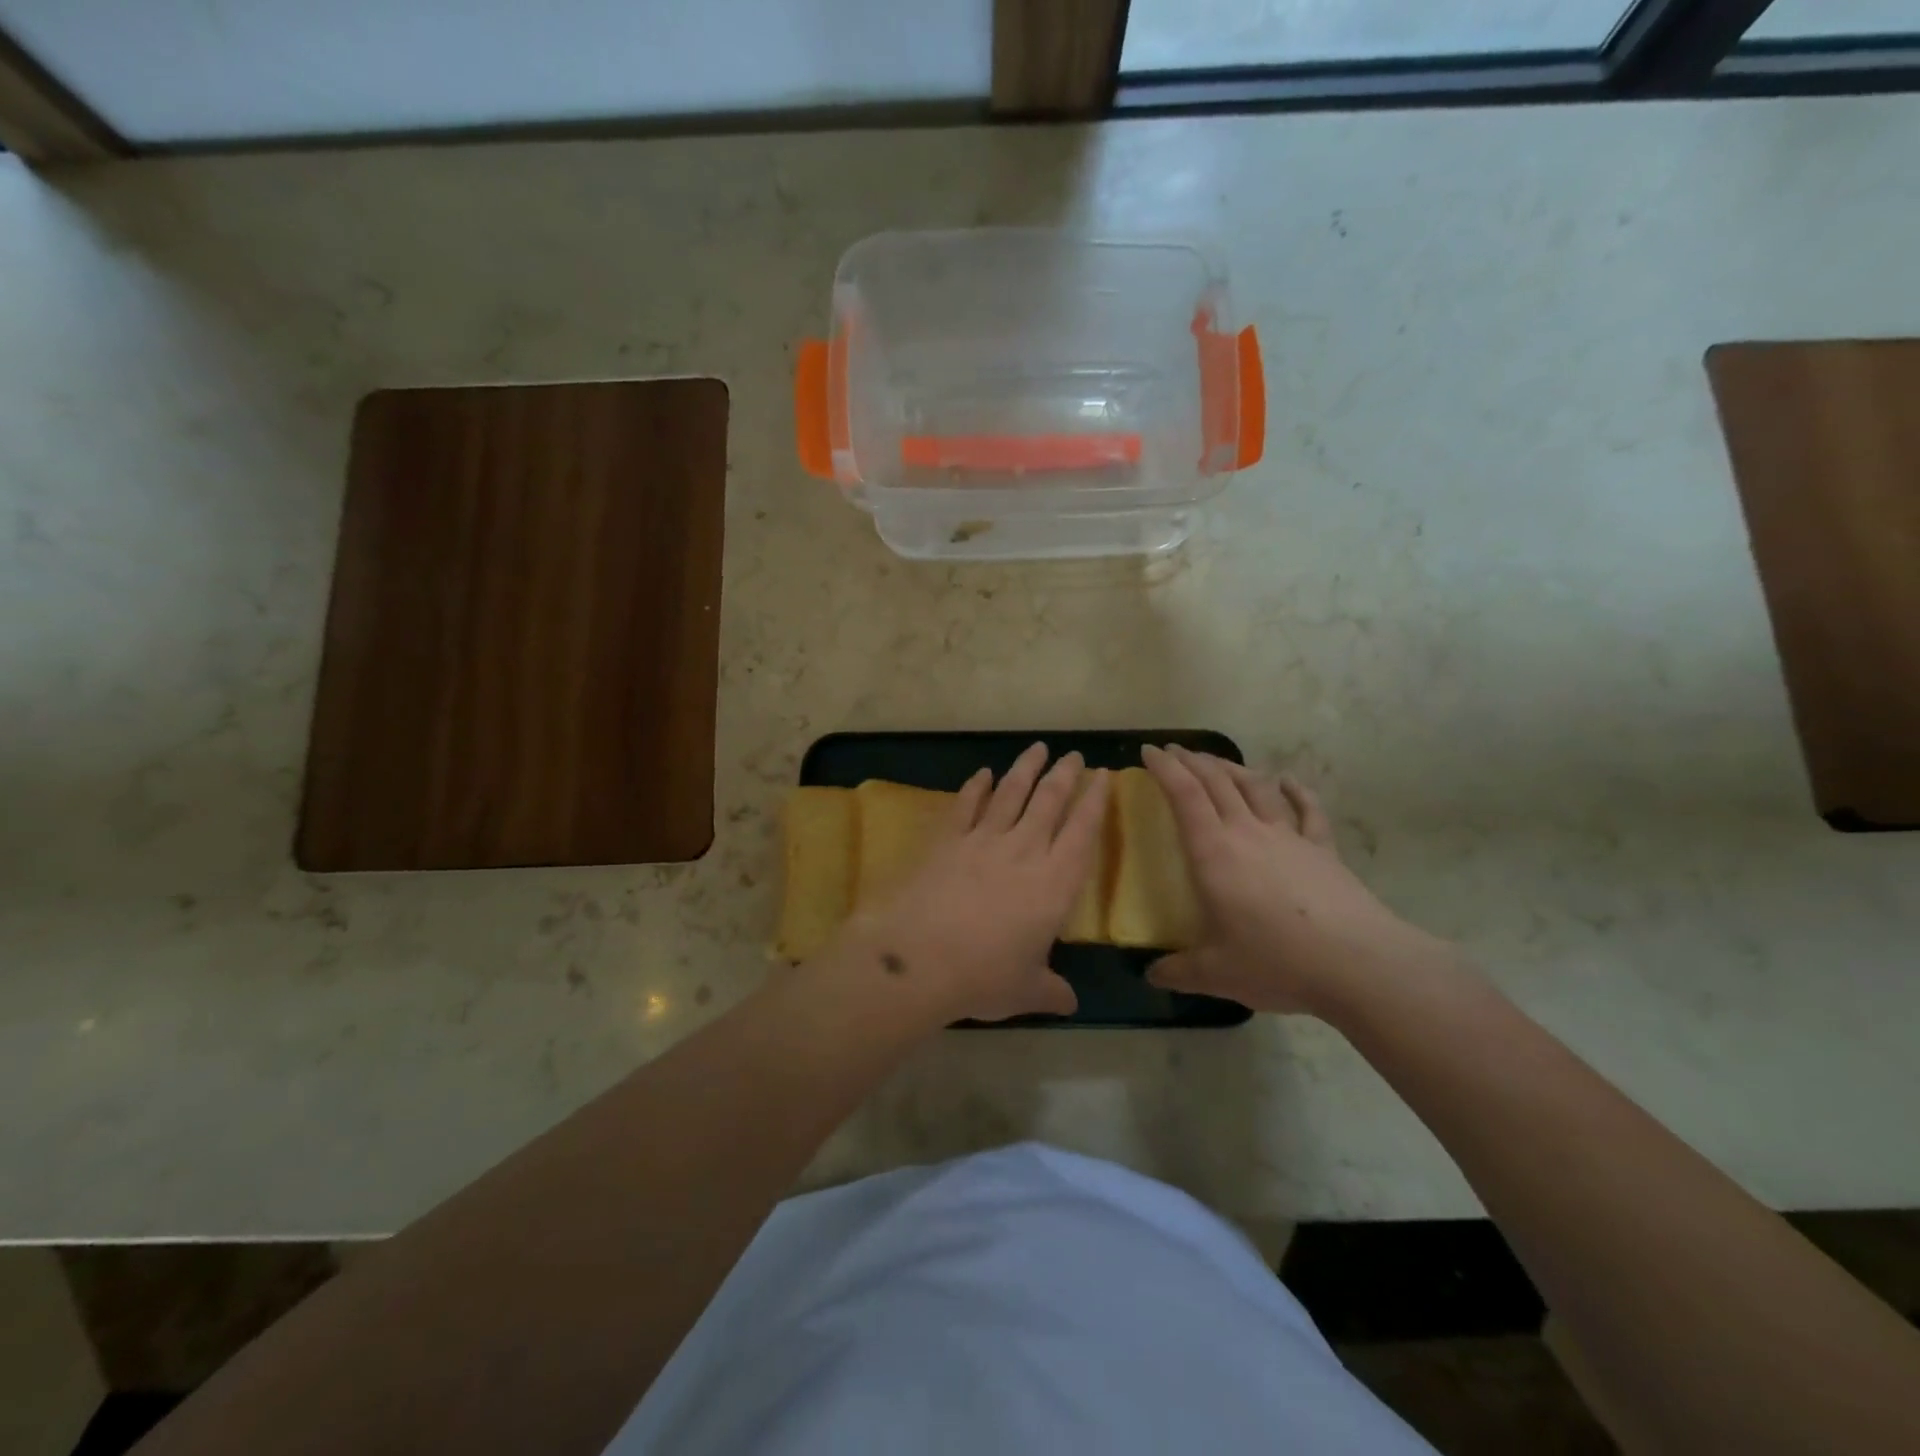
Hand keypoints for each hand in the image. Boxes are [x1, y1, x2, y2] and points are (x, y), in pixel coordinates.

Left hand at [841, 743, 1107, 1023]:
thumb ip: (1051, 991)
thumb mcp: (1026, 991)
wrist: (919, 958)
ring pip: (1010, 794)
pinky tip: (982, 774)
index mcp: (1054, 883)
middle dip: (1064, 775)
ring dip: (1025, 769)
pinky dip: (975, 787)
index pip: (1083, 832)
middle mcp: (1023, 851)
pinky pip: (965, 805)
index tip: (1103, 775)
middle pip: (1049, 802)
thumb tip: (1070, 1004)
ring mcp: (982, 840)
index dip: (1095, 802)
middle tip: (1073, 754)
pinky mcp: (946, 839)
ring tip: (1037, 748)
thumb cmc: (983, 977)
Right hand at [1140, 745, 1447, 1017]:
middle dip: (1192, 760)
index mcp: (1214, 853)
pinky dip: (1296, 790)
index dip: (1164, 768)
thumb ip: (1178, 971)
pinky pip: (1308, 810)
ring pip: (1256, 787)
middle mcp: (1249, 833)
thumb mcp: (1216, 974)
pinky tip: (1288, 780)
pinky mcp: (1323, 849)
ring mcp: (1289, 837)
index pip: (1184, 795)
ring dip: (1233, 767)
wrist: (1359, 964)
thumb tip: (1151, 975)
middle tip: (1174, 750)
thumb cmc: (1277, 962)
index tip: (1148, 751)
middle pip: (1217, 781)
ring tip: (1217, 761)